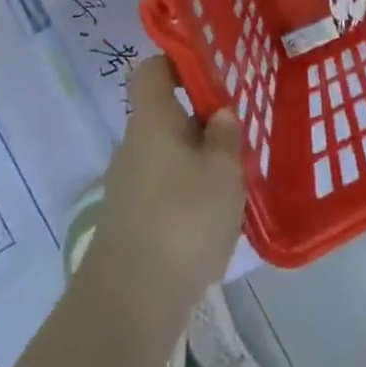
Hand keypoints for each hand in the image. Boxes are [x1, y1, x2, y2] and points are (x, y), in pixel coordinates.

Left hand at [82, 57, 244, 314]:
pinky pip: (163, 190)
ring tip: (232, 184)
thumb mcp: (223, 171)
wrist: (129, 304)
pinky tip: (213, 222)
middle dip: (201, 123)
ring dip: (198, 163)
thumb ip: (226, 135)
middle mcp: (133, 145)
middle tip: (238, 136)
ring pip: (168, 156)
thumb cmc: (182, 219)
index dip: (179, 62)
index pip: (153, 68)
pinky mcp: (130, 222)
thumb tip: (220, 114)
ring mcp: (128, 185)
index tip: (213, 73)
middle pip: (165, 116)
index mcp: (152, 119)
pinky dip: (187, 197)